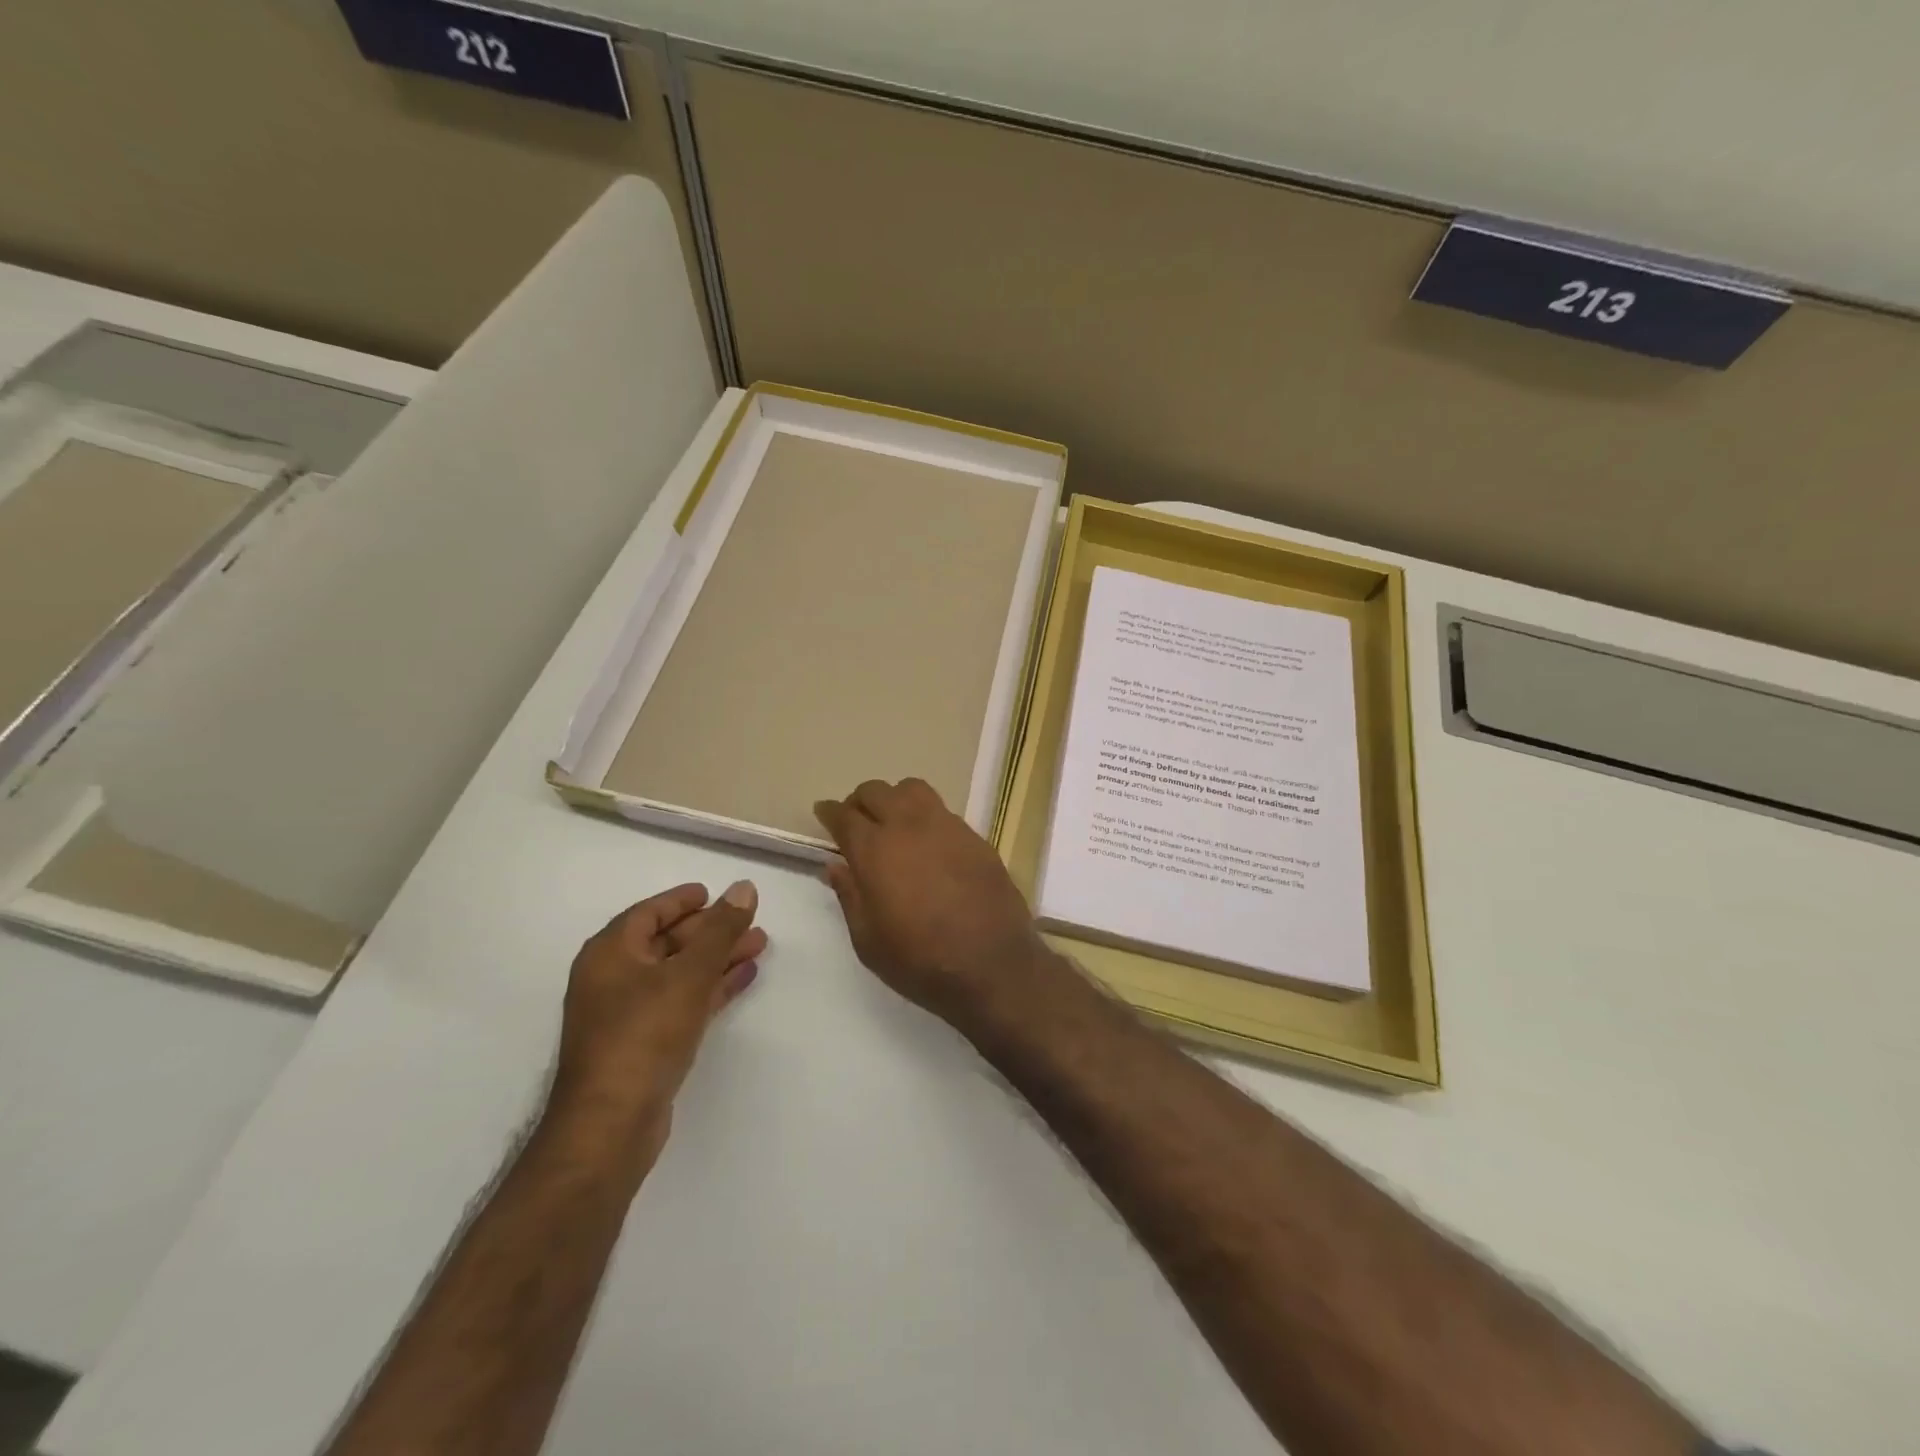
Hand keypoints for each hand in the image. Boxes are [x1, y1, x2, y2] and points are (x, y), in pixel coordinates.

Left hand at [545, 881, 765, 1174]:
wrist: (610, 1125)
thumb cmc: (644, 1035)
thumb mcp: (689, 974)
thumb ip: (720, 930)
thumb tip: (743, 887)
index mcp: (610, 953)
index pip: (650, 912)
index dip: (683, 900)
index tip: (715, 893)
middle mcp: (613, 978)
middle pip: (668, 941)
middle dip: (712, 931)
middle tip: (752, 921)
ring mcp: (627, 1014)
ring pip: (680, 972)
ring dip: (718, 958)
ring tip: (760, 945)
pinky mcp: (644, 1044)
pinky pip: (682, 1000)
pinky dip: (711, 987)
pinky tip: (743, 978)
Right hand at [813, 779, 1053, 1033]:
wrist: (993, 964)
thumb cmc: (920, 960)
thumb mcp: (868, 940)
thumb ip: (849, 896)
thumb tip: (835, 866)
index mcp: (874, 850)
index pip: (844, 815)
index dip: (829, 812)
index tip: (824, 813)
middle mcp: (908, 826)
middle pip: (876, 791)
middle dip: (859, 801)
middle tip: (856, 821)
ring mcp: (946, 826)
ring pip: (912, 789)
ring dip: (895, 798)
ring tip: (894, 822)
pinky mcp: (974, 836)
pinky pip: (942, 810)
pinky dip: (926, 816)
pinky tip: (929, 843)